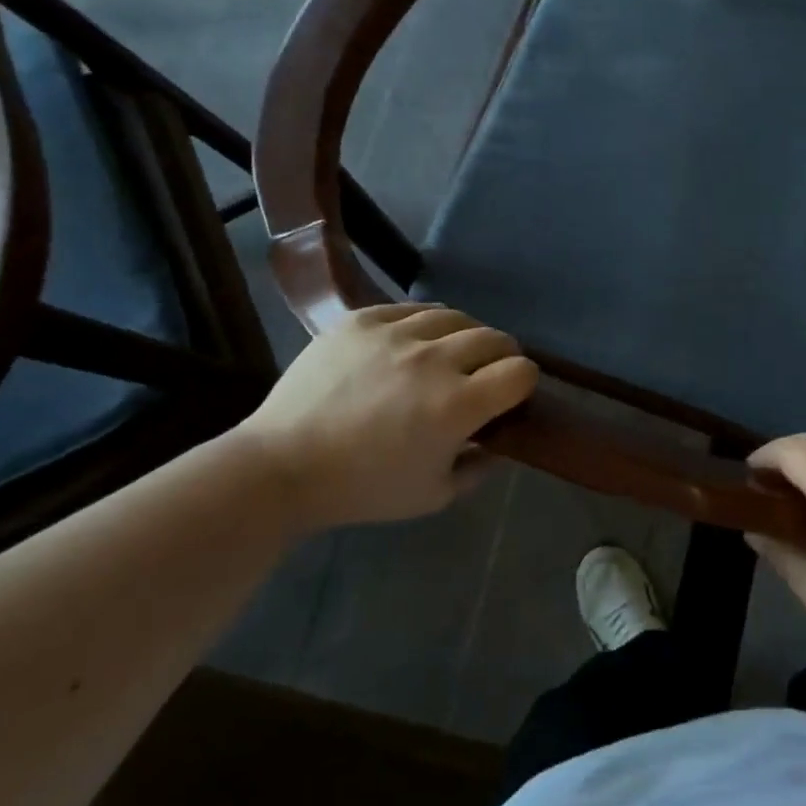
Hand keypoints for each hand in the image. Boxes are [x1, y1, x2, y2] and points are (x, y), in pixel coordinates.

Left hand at [238, 303, 536, 534]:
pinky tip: (412, 344)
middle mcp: (434, 360)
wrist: (282, 466)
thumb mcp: (435, 495)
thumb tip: (499, 442)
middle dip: (502, 356)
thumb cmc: (363, 489)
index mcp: (458, 405)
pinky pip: (411, 309)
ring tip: (450, 354)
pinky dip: (424, 325)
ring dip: (465, 336)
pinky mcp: (362, 320)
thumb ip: (480, 467)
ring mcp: (395, 334)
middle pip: (495, 338)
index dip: (523, 383)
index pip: (520, 372)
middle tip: (485, 375)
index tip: (510, 397)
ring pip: (455, 316)